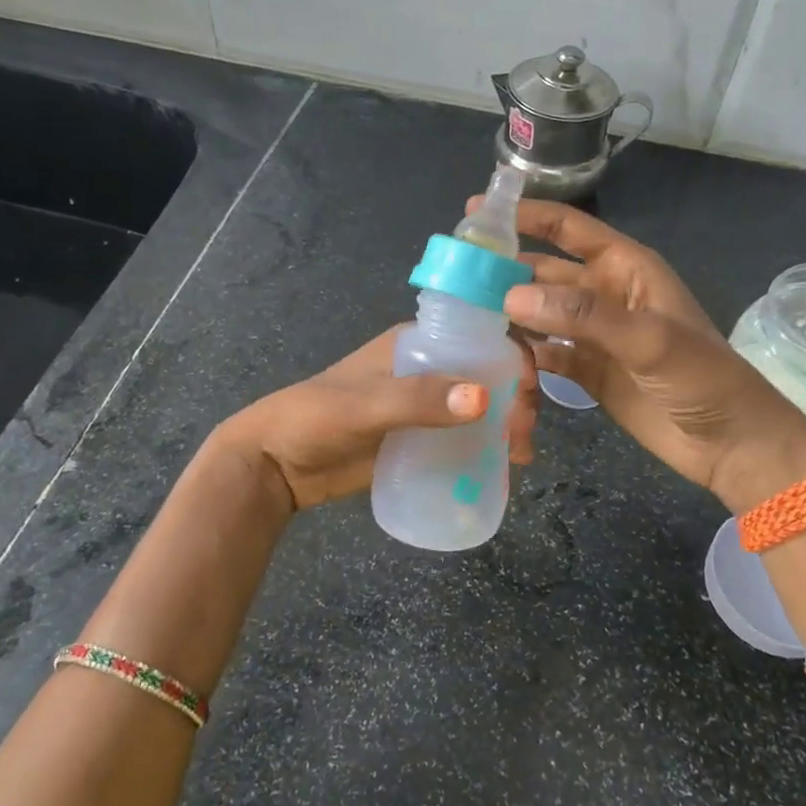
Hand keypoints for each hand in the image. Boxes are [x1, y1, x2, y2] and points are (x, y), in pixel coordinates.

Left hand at [213, 326, 538, 512]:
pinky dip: (487, 448)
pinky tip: (503, 468)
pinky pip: (463, 439)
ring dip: (506, 425)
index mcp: (415, 344)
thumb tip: (484, 398)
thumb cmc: (315, 419)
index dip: (512, 357)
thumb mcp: (365, 405)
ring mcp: (424, 407)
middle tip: (522, 434)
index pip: (478, 337)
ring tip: (519, 455)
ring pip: (481, 407)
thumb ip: (419, 401)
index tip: (528, 392)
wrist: (276, 465)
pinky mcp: (419, 440)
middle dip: (515, 397)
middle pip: (487, 374)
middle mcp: (426, 370)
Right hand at [489, 198, 805, 510]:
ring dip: (510, 317)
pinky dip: (524, 357)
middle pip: (546, 273)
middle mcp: (606, 296)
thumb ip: (583, 316)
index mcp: (627, 270)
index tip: (477, 213)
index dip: (528, 216)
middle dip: (506, 272)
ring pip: (541, 316)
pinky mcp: (588, 372)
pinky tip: (496, 361)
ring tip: (464, 320)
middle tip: (454, 278)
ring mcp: (595, 336)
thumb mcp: (649, 340)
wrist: (730, 444)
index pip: (570, 231)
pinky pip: (546, 355)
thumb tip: (511, 297)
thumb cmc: (703, 379)